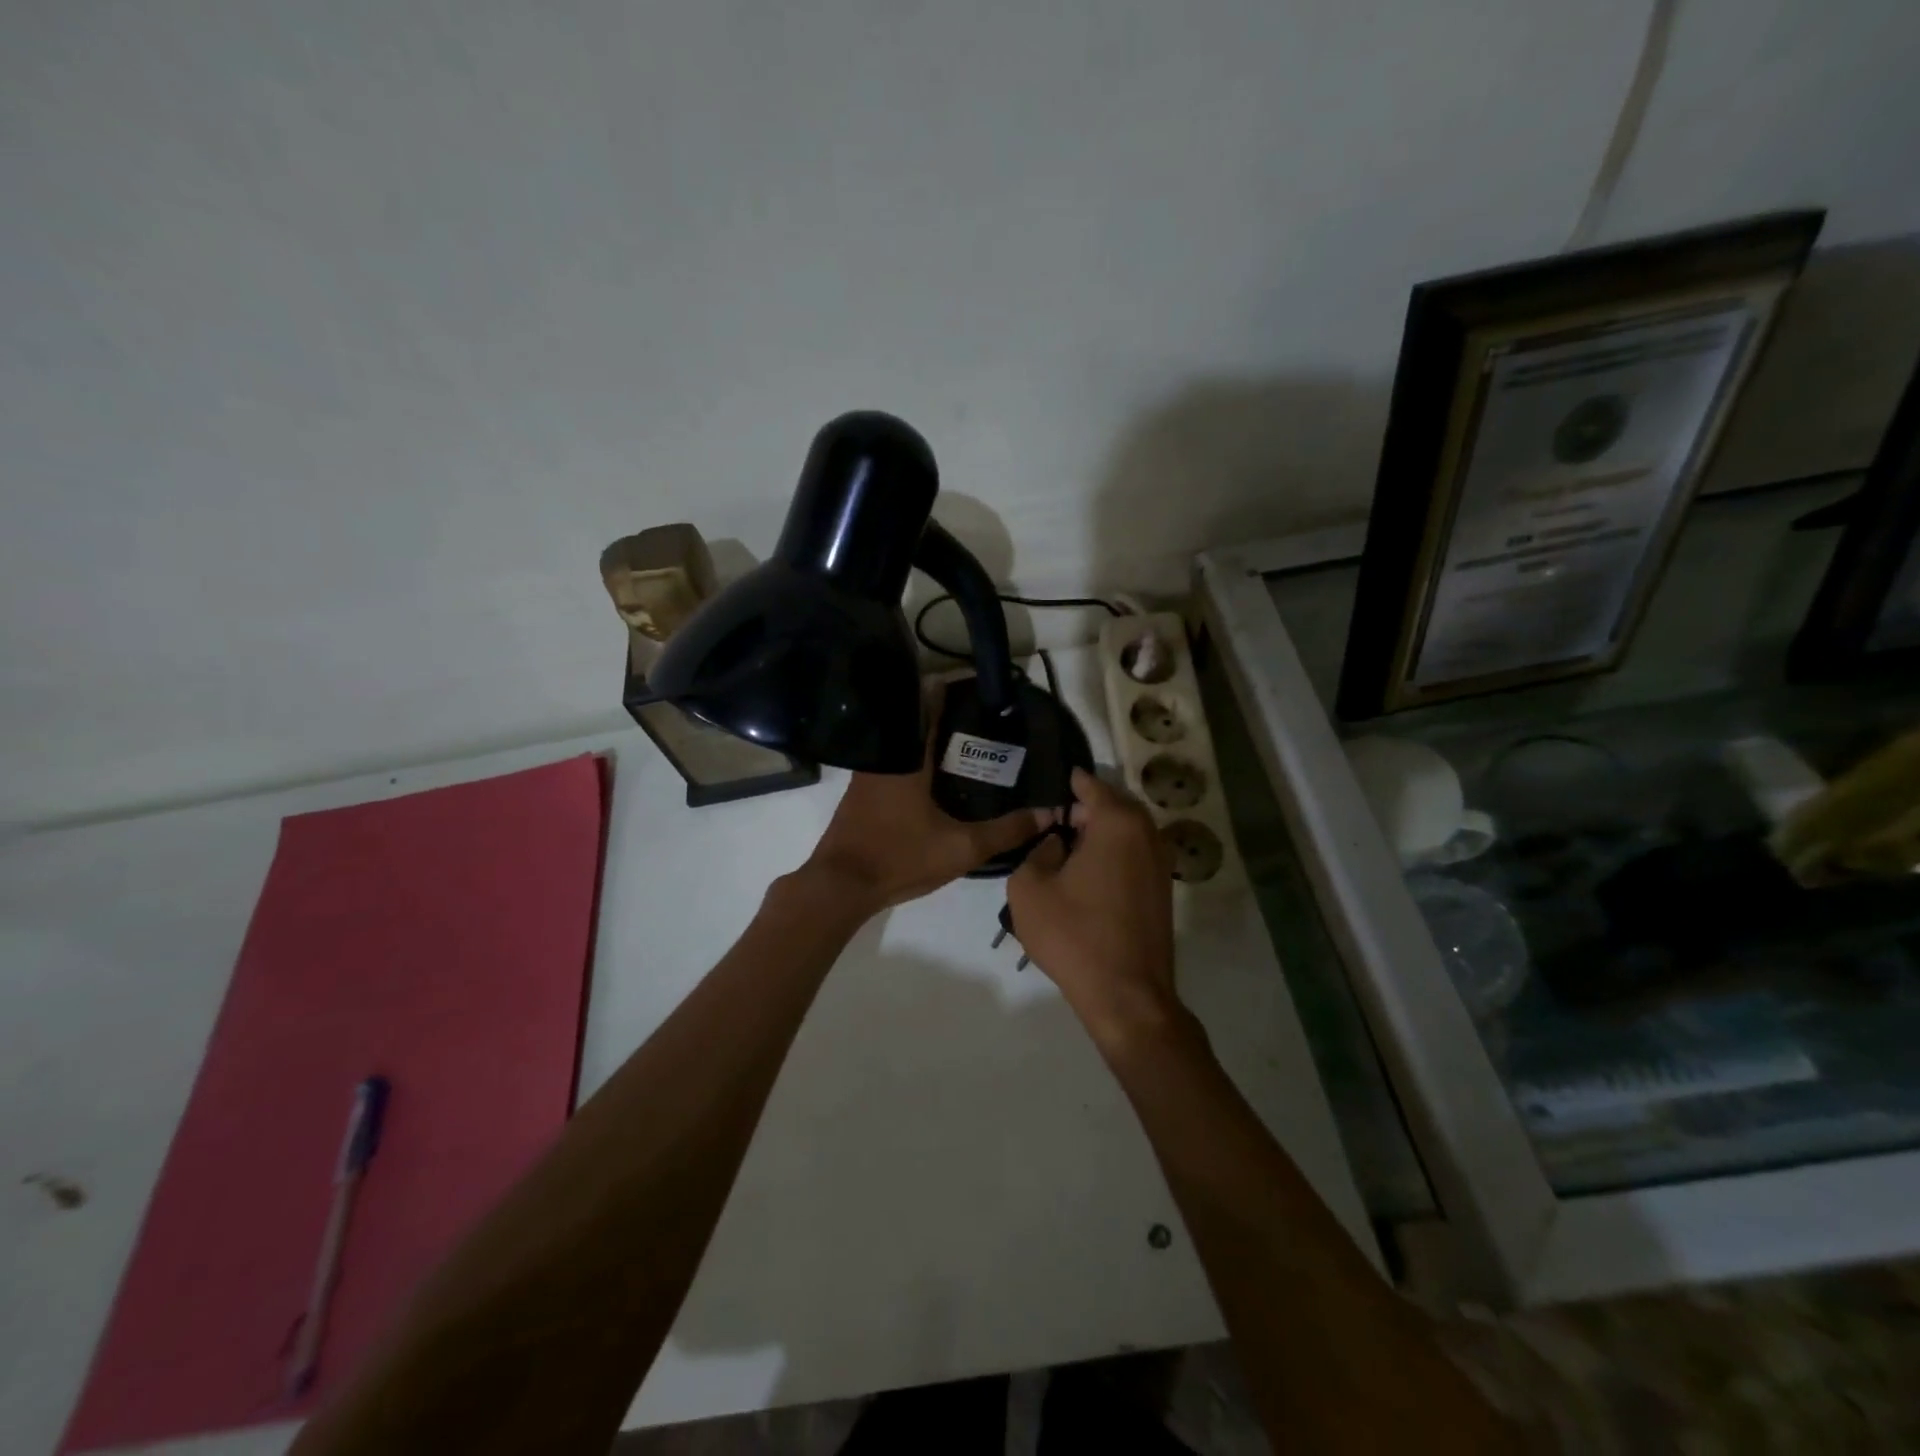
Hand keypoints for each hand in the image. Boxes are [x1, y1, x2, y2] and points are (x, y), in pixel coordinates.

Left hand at [803, 692, 1049, 915]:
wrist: (840, 885)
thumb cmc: (899, 857)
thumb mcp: (961, 848)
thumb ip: (1005, 831)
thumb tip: (1048, 813)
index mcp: (907, 759)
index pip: (928, 708)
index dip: (950, 693)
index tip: (974, 688)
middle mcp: (884, 758)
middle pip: (915, 724)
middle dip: (944, 718)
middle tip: (978, 721)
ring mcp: (867, 776)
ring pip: (902, 746)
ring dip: (926, 741)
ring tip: (961, 746)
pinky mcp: (860, 794)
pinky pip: (892, 765)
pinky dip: (913, 762)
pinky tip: (933, 778)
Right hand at [1007, 768, 1181, 1050]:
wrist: (1126, 994)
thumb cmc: (1073, 934)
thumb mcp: (1029, 888)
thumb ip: (1036, 850)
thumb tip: (1055, 842)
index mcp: (1117, 823)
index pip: (1089, 785)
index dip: (1065, 782)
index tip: (1043, 782)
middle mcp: (1146, 833)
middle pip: (1111, 805)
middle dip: (1081, 809)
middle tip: (1048, 822)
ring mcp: (1160, 862)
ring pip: (1124, 831)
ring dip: (1097, 833)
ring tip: (1063, 848)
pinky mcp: (1162, 889)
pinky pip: (1133, 855)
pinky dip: (1111, 854)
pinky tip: (1085, 874)